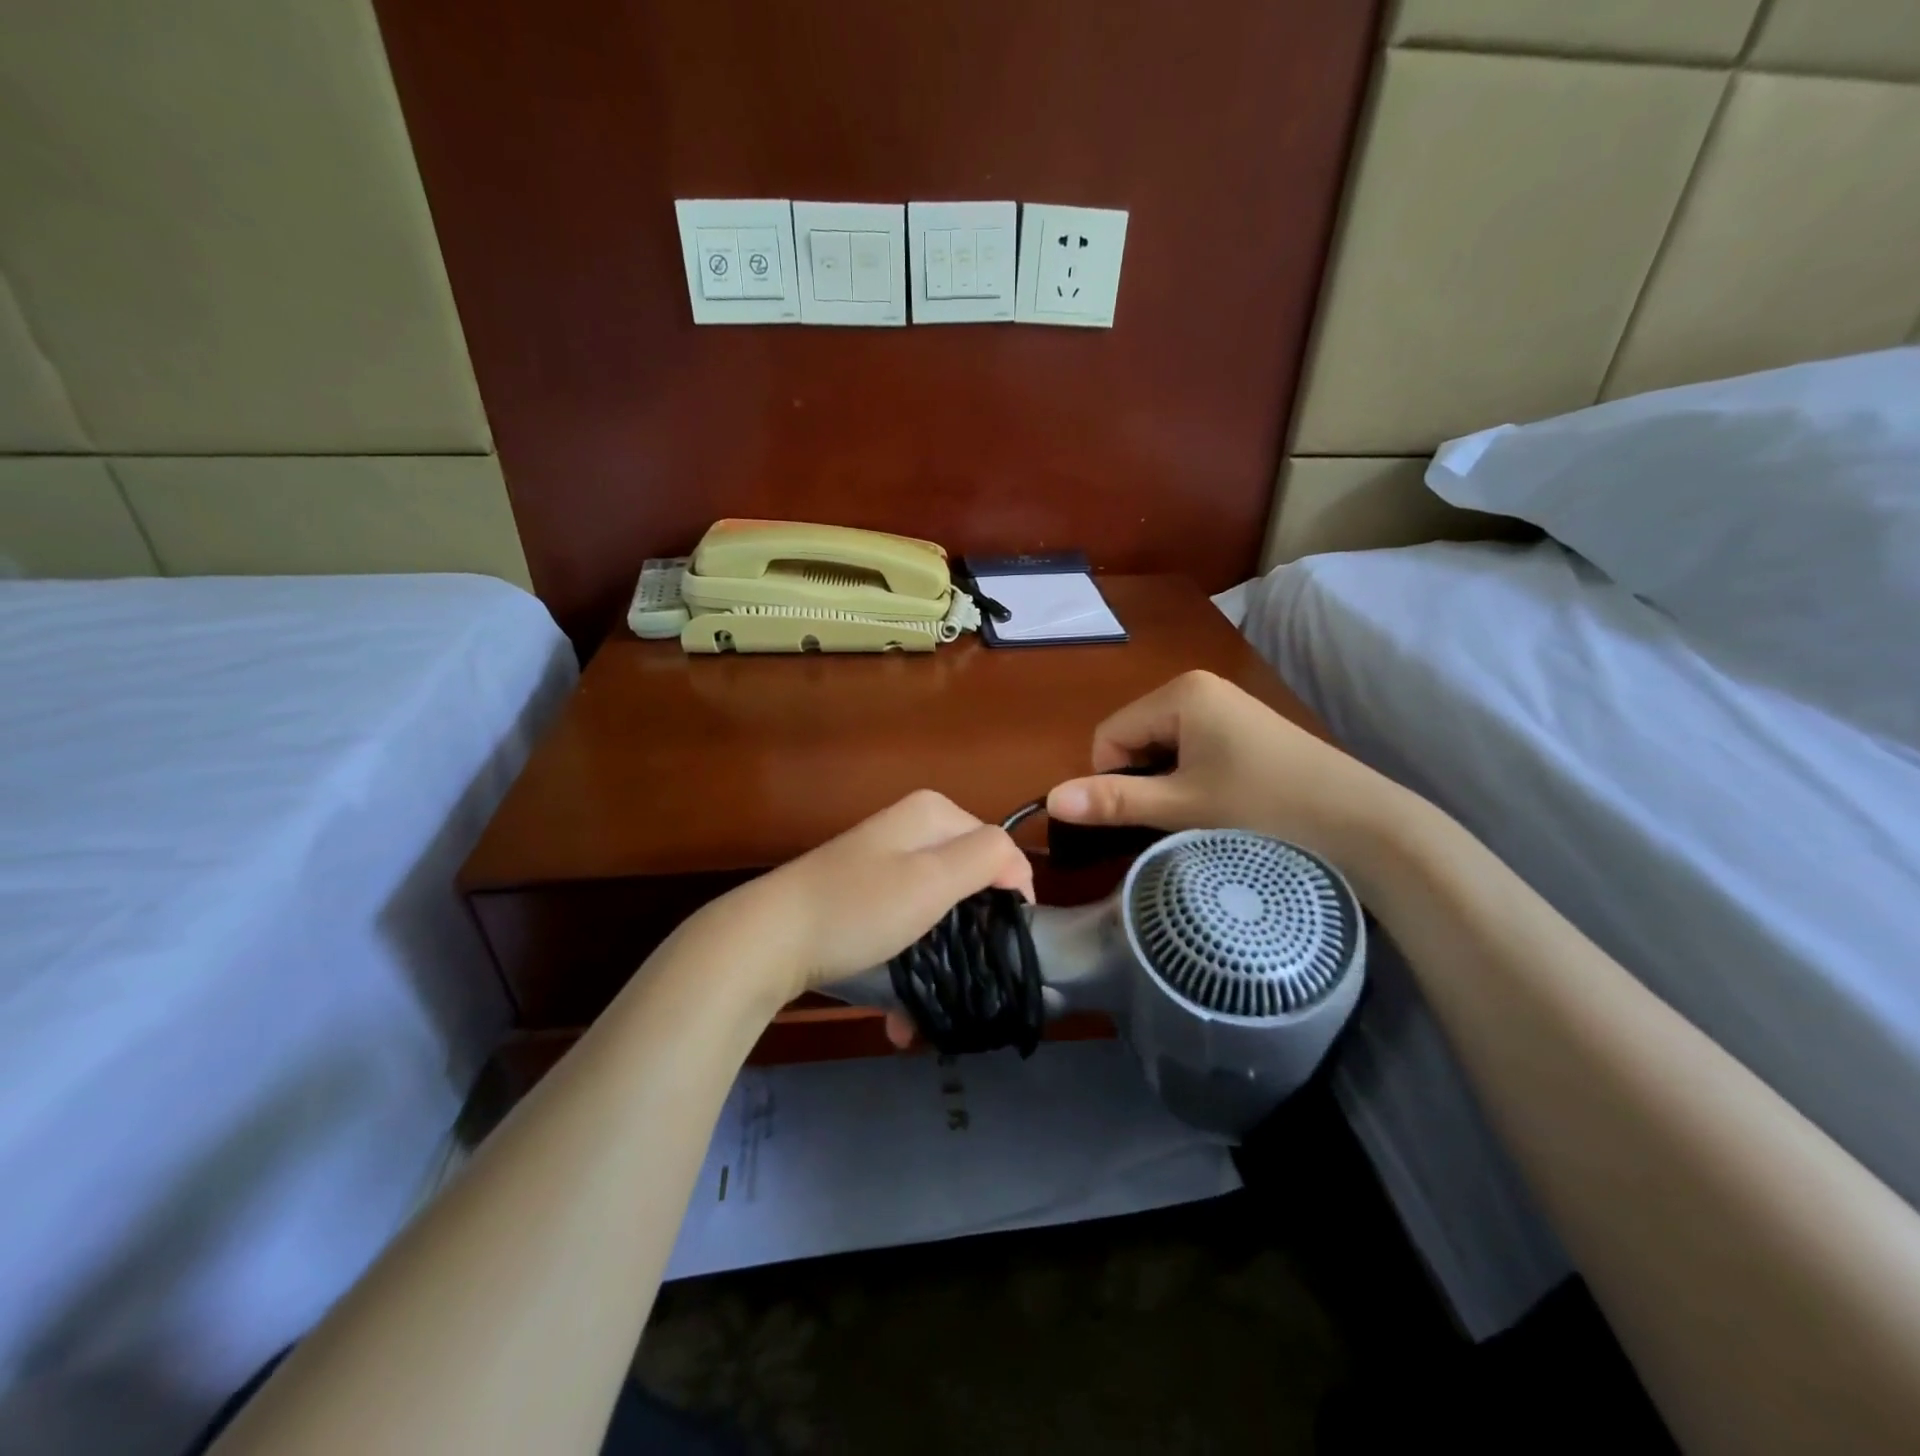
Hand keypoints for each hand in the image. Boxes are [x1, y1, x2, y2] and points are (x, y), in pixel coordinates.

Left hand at [707, 790, 1032, 1011]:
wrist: (769, 940)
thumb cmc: (860, 908)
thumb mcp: (933, 878)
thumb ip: (988, 857)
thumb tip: (1018, 865)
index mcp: (933, 813)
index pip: (1000, 849)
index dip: (1010, 897)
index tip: (1007, 948)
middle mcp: (911, 829)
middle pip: (967, 882)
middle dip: (968, 937)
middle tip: (971, 982)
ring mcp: (884, 862)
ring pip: (936, 912)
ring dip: (938, 962)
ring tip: (929, 1013)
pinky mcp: (863, 895)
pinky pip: (904, 925)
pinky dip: (907, 964)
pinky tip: (898, 1014)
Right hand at [1045, 670, 1405, 874]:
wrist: (1363, 824)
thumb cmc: (1265, 807)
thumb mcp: (1183, 806)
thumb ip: (1113, 801)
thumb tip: (1049, 800)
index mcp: (1179, 693)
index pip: (1109, 735)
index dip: (1111, 779)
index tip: (1142, 816)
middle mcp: (1199, 688)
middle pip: (1134, 738)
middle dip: (1141, 780)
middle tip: (1175, 818)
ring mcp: (1226, 707)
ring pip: (1162, 748)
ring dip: (1166, 783)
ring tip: (1199, 815)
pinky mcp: (1245, 729)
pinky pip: (1192, 750)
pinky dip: (1190, 779)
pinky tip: (1220, 805)